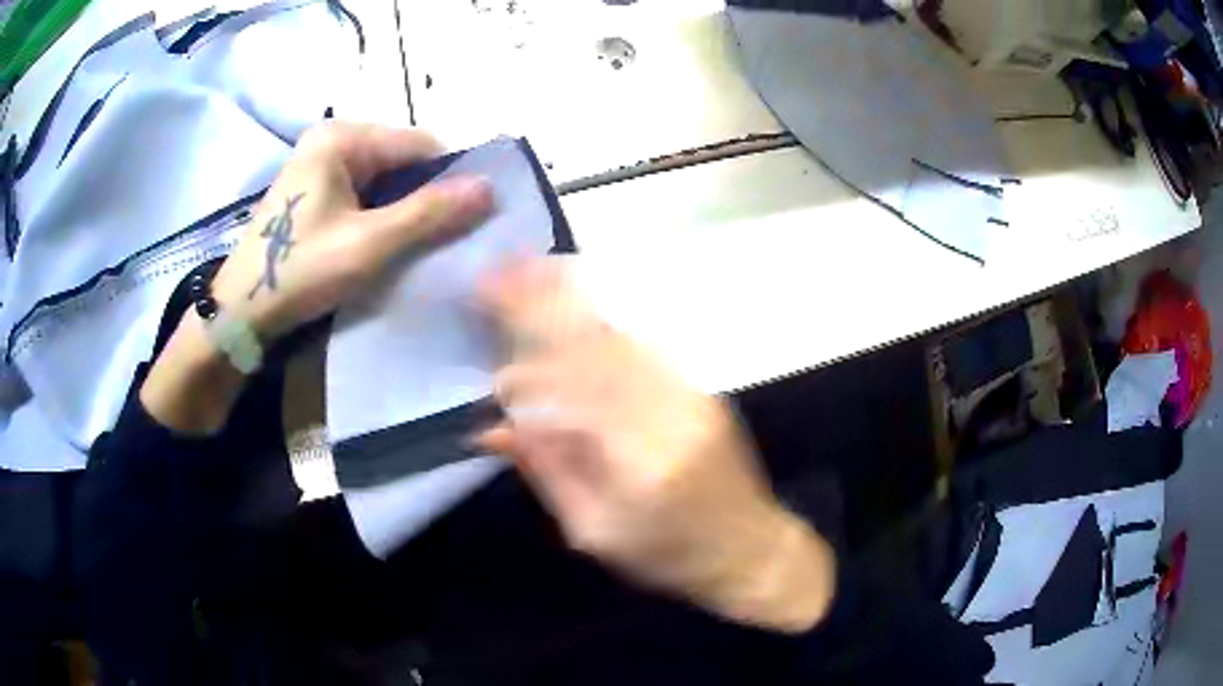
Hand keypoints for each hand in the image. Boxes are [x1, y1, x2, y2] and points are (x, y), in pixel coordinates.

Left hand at [211, 122, 492, 341]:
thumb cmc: (301, 271)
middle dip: (424, 194)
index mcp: (342, 137)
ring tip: (416, 243)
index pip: (419, 144)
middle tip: (442, 238)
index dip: (449, 177)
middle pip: (401, 158)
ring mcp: (319, 163)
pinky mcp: (313, 188)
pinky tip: (385, 241)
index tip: (469, 218)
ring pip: (384, 177)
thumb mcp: (369, 243)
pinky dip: (381, 213)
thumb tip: (490, 188)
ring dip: (403, 207)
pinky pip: (363, 191)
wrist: (242, 311)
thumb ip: (429, 213)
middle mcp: (331, 139)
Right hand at [475, 260, 836, 632]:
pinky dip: (600, 322)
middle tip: (502, 272)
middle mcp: (668, 411)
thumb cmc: (668, 555)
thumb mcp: (597, 531)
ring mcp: (689, 393)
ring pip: (619, 338)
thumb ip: (549, 473)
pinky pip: (641, 347)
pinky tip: (574, 303)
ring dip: (571, 302)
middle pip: (595, 346)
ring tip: (530, 269)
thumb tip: (494, 430)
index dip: (527, 361)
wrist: (748, 547)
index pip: (572, 391)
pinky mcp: (697, 389)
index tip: (489, 346)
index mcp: (640, 458)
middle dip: (544, 305)